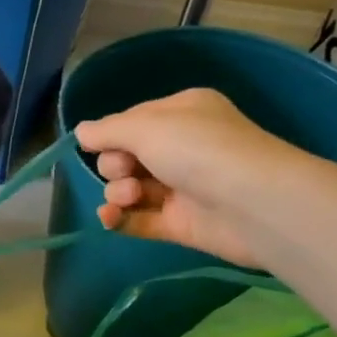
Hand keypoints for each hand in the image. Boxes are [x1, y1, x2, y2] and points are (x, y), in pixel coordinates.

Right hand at [74, 88, 298, 268]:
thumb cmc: (198, 150)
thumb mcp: (145, 127)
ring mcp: (183, 187)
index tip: (99, 145)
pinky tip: (109, 219)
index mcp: (182, 114)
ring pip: (130, 187)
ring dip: (119, 192)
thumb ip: (106, 130)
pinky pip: (139, 219)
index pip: (131, 121)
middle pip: (126, 155)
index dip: (111, 134)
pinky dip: (120, 218)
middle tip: (126, 171)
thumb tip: (81, 132)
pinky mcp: (181, 223)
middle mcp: (184, 147)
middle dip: (115, 165)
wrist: (255, 204)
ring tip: (130, 197)